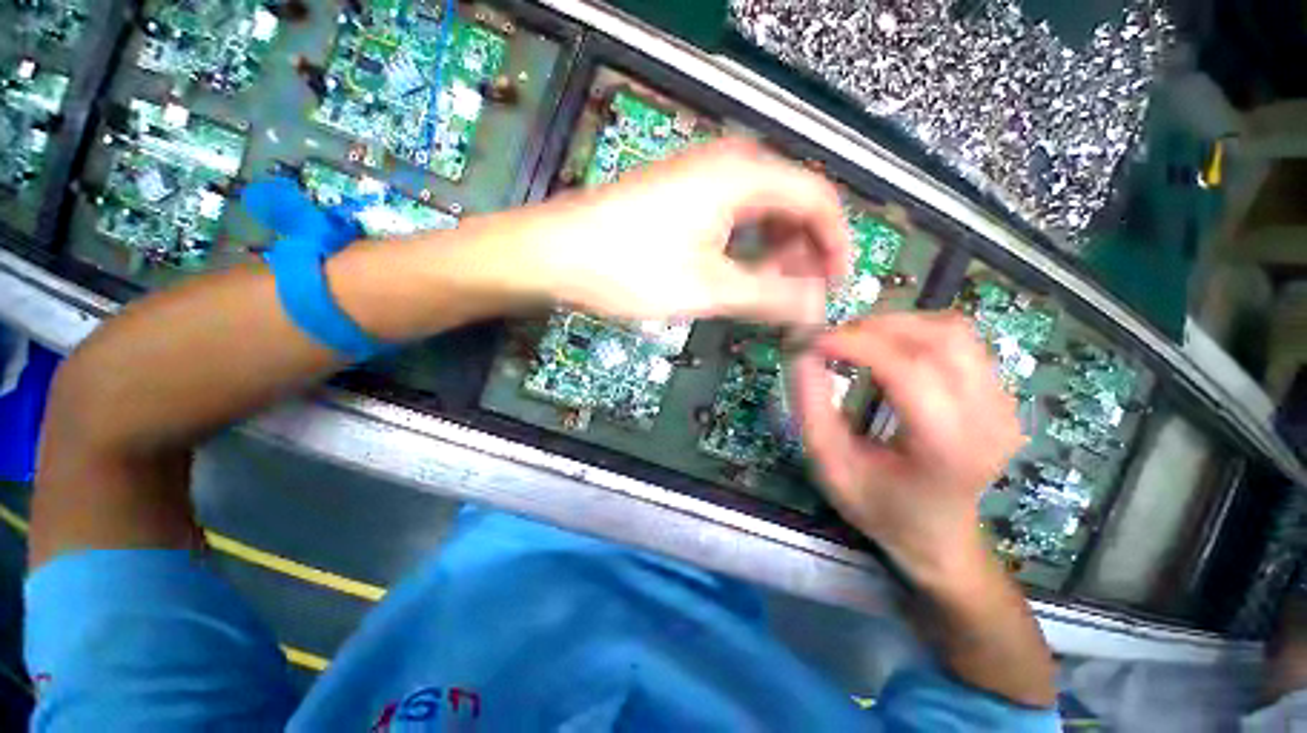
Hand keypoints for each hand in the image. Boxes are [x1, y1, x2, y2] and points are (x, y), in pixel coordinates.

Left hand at [496, 138, 850, 324]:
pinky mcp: (682, 195)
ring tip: (768, 292)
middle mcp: (729, 164)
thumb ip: (769, 296)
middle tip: (797, 298)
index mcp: (744, 175)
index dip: (836, 245)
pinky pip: (734, 216)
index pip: (819, 199)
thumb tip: (816, 308)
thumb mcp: (708, 288)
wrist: (556, 253)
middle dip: (804, 252)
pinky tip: (738, 273)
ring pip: (762, 211)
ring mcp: (702, 177)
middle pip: (792, 203)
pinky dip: (747, 246)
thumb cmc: (630, 268)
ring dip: (775, 251)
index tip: (834, 286)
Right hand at [794, 312, 1023, 586]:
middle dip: (879, 326)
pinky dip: (918, 335)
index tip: (816, 341)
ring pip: (955, 331)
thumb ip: (811, 407)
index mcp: (946, 448)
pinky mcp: (1001, 397)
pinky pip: (962, 343)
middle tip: (836, 339)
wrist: (939, 537)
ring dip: (899, 325)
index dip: (858, 344)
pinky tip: (889, 353)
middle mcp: (988, 421)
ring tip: (859, 342)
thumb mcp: (830, 464)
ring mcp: (1004, 407)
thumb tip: (802, 353)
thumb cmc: (879, 507)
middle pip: (941, 338)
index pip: (910, 370)